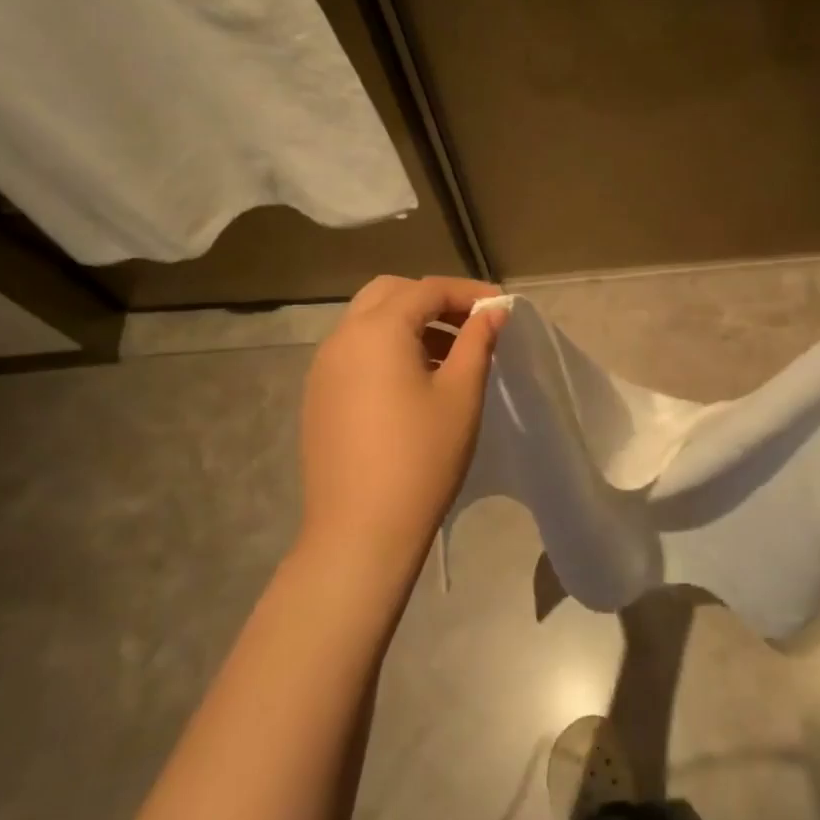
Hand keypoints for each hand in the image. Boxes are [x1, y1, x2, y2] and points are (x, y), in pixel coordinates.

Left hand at [299, 276, 505, 581]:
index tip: (501, 308)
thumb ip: (477, 342)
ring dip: (409, 324)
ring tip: (449, 356)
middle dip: (432, 300)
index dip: (468, 292)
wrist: (361, 530)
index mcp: (377, 330)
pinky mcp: (318, 396)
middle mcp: (342, 338)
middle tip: (471, 325)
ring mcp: (323, 368)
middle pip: (389, 294)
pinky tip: (414, 382)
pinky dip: (387, 349)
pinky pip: (355, 352)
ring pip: (368, 323)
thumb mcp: (461, 395)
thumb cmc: (422, 457)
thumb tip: (492, 312)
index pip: (427, 289)